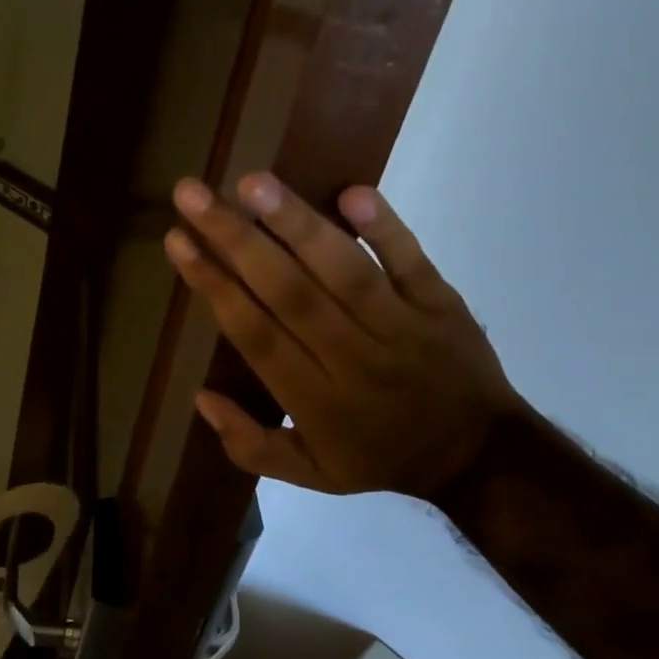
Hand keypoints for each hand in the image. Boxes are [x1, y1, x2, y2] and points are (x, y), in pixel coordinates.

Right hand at [163, 173, 518, 497]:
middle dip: (235, 240)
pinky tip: (351, 191)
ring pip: (343, 271)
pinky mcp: (440, 304)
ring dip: (297, 223)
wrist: (480, 455)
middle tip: (192, 194)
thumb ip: (251, 446)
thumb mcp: (312, 475)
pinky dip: (385, 228)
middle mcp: (352, 357)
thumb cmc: (380, 456)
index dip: (213, 285)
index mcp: (316, 400)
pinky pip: (412, 261)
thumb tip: (201, 397)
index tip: (178, 241)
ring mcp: (401, 326)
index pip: (254, 333)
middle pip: (288, 292)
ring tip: (252, 183)